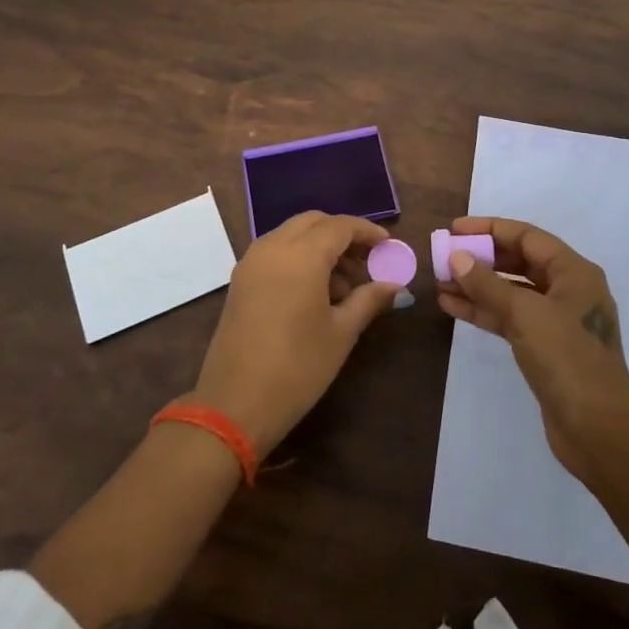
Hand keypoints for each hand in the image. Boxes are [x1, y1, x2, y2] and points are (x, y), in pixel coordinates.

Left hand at [190, 211, 399, 456]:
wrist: (234, 405)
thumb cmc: (297, 368)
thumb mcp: (341, 333)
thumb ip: (369, 300)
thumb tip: (395, 286)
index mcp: (301, 255)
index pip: (340, 226)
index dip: (367, 232)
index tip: (388, 246)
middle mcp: (273, 247)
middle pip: (313, 222)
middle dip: (342, 235)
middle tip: (366, 262)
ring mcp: (251, 261)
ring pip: (292, 234)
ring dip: (319, 245)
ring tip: (344, 286)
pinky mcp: (240, 279)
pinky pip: (275, 251)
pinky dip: (298, 256)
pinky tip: (315, 291)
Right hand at [438, 216, 628, 482]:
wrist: (599, 430)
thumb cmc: (567, 358)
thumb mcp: (525, 314)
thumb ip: (488, 283)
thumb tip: (457, 257)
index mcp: (574, 272)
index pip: (527, 236)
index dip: (489, 229)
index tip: (454, 230)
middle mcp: (568, 290)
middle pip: (519, 262)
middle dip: (481, 258)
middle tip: (444, 257)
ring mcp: (557, 320)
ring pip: (511, 292)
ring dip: (477, 286)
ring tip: (440, 282)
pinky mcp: (545, 348)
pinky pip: (510, 318)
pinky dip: (484, 311)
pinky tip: (452, 307)